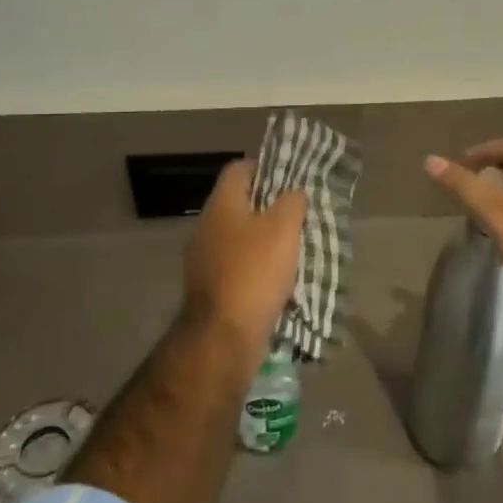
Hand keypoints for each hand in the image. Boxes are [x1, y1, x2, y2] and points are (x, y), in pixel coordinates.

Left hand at [184, 160, 305, 343]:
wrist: (224, 335)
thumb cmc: (254, 271)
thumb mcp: (283, 228)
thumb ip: (291, 202)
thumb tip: (293, 194)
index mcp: (221, 206)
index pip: (239, 169)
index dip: (265, 166)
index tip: (290, 176)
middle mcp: (206, 228)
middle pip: (239, 204)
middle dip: (268, 206)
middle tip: (298, 212)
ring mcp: (204, 260)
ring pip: (239, 237)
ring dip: (264, 239)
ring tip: (294, 246)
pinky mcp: (210, 289)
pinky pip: (237, 267)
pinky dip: (257, 267)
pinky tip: (279, 277)